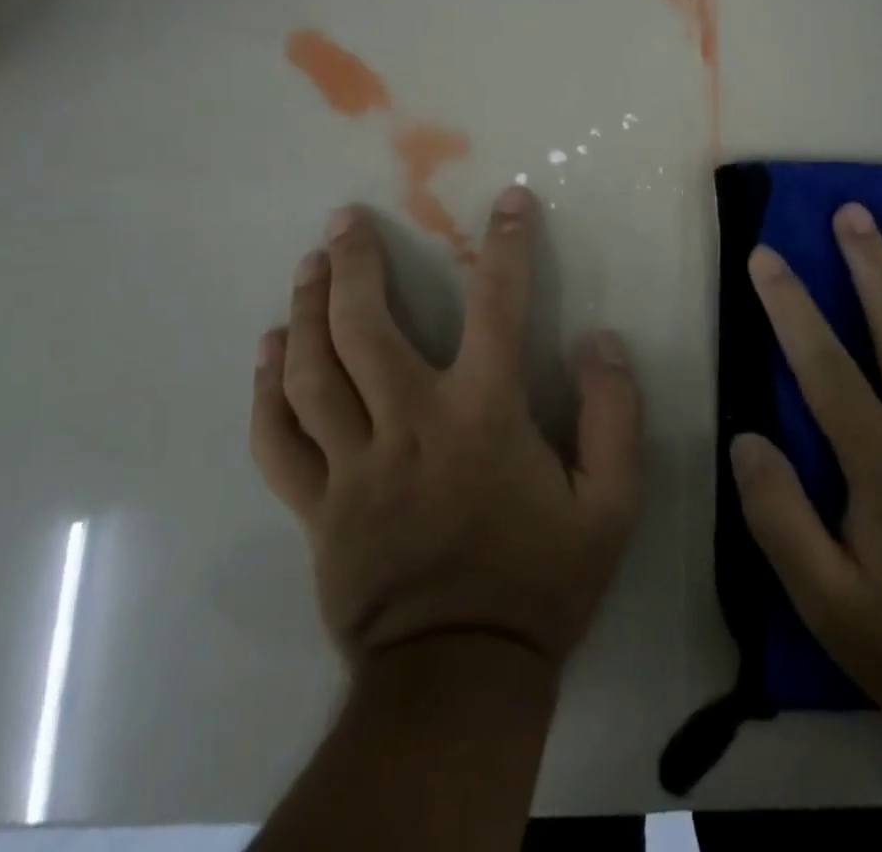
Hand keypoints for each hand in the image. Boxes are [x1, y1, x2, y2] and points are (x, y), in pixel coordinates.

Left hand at [249, 186, 642, 669]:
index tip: (509, 200)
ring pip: (311, 372)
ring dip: (306, 308)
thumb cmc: (540, 584)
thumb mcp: (611, 506)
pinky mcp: (316, 507)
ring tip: (309, 264)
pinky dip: (266, 388)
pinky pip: (277, 439)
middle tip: (345, 219)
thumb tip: (601, 341)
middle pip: (365, 328)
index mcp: (483, 418)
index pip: (498, 308)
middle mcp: (410, 425)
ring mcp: (353, 466)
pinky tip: (268, 348)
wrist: (460, 680)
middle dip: (354, 263)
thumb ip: (615, 416)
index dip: (508, 247)